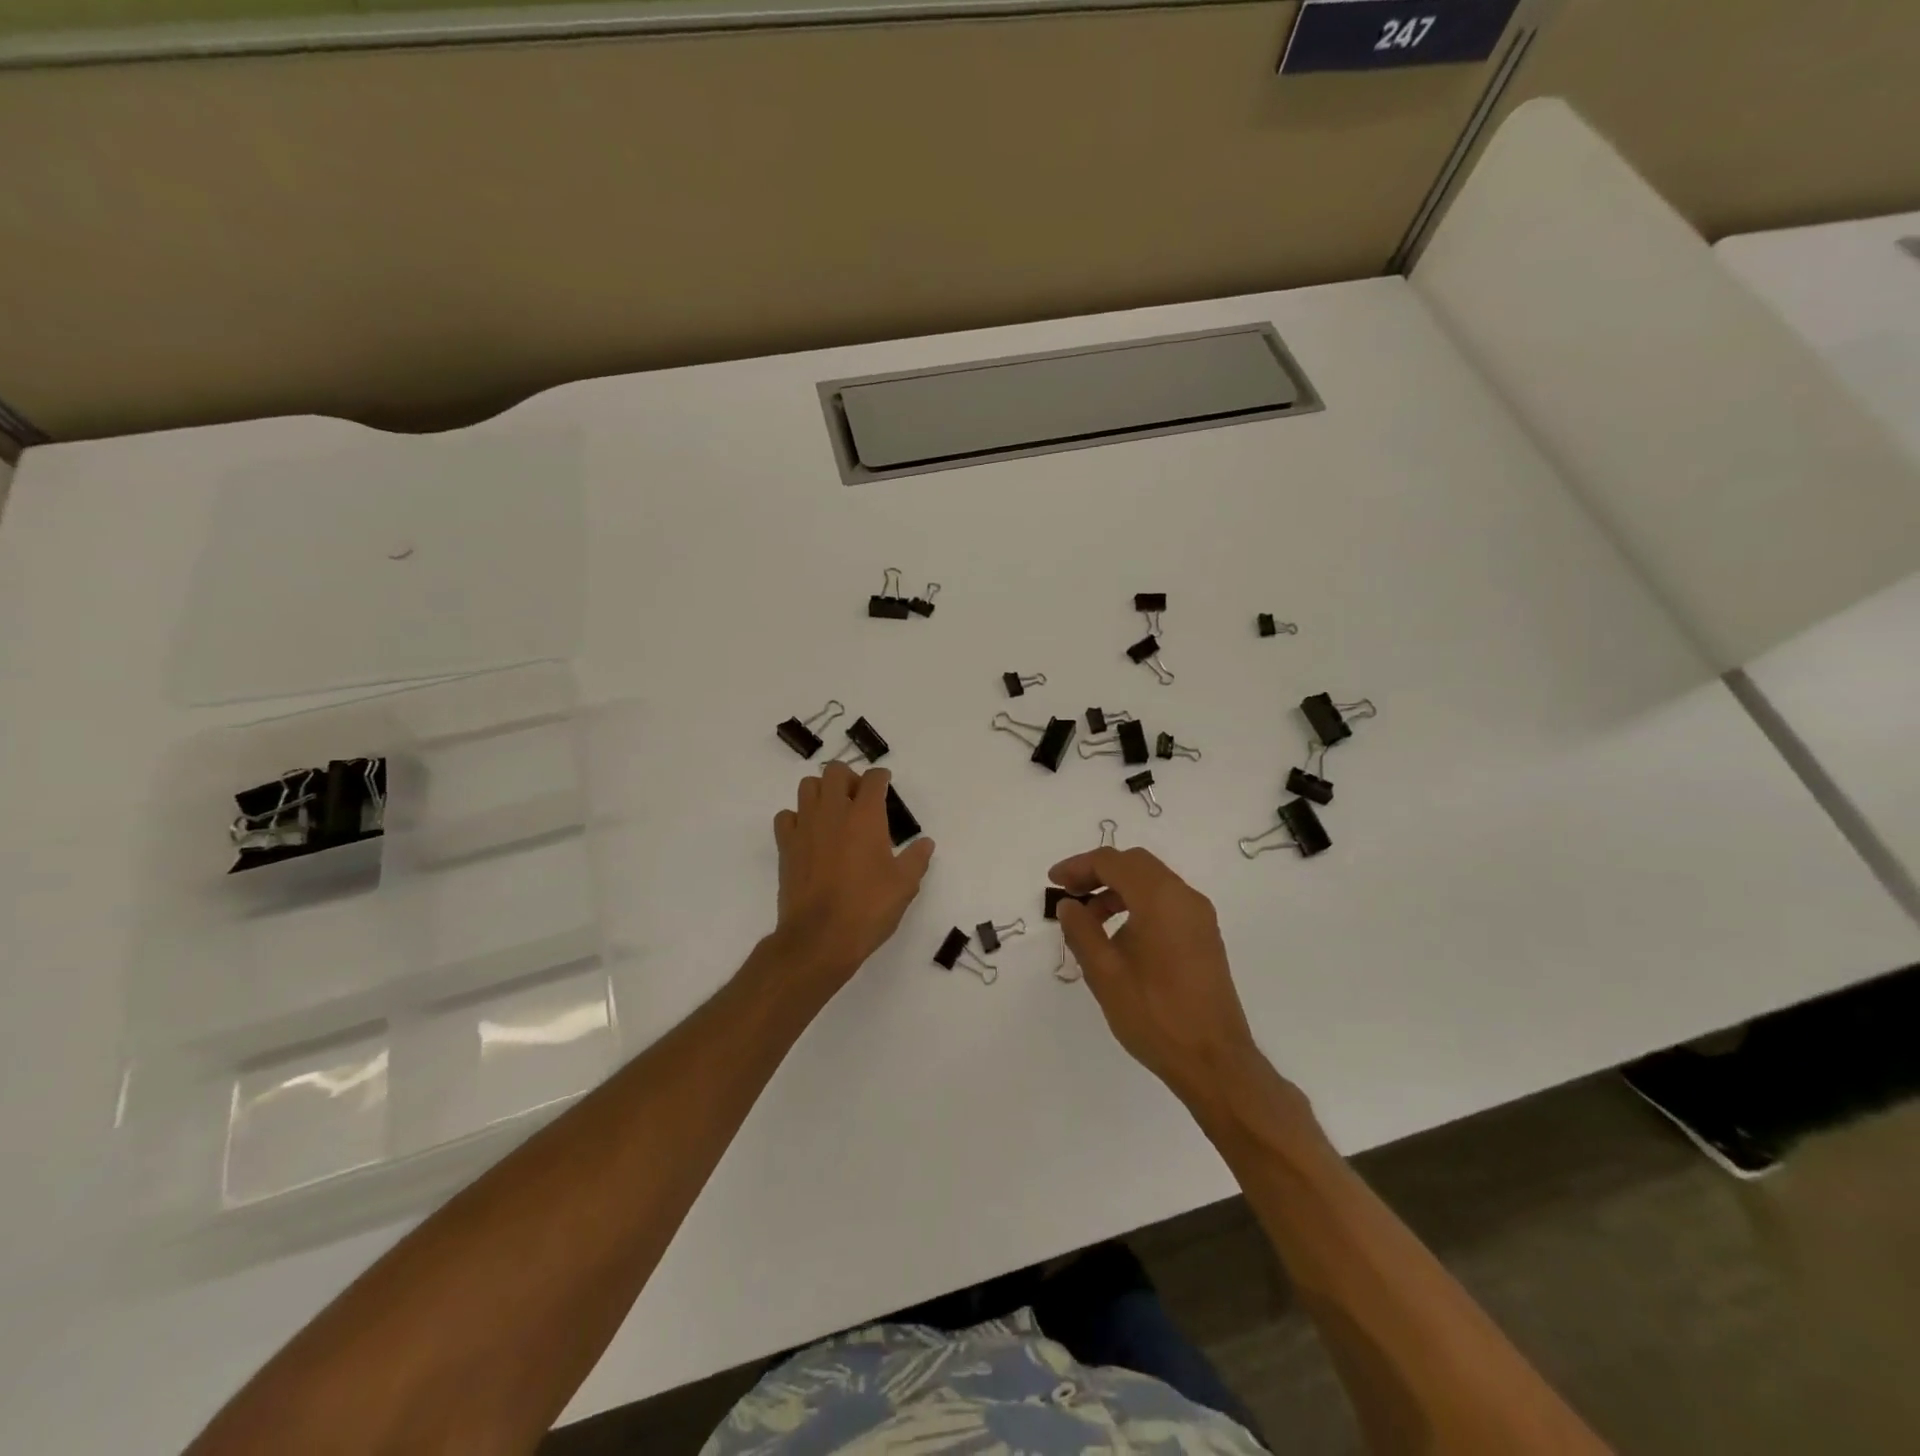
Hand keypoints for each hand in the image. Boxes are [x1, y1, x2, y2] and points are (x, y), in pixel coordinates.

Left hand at [772, 763, 935, 991]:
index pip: (873, 780)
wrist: (820, 937)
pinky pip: (786, 816)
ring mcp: (805, 826)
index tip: (885, 784)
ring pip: (808, 787)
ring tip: (834, 811)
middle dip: (850, 778)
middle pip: (836, 772)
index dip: (881, 778)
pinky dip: (797, 817)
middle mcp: (833, 812)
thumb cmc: (868, 908)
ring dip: (822, 791)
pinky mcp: (786, 845)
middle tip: (860, 798)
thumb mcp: (904, 885)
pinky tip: (809, 833)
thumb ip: (916, 859)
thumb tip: (925, 843)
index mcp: (866, 816)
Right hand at [1050, 846, 1264, 1104]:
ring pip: (1152, 883)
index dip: (1078, 866)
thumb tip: (1069, 905)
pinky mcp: (1204, 937)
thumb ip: (1081, 930)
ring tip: (1089, 920)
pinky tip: (1119, 936)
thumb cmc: (1153, 1014)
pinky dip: (1137, 904)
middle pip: (1135, 864)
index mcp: (1160, 898)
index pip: (1113, 862)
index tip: (1053, 883)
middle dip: (1098, 873)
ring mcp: (1199, 917)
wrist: (1213, 1061)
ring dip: (1117, 889)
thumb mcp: (1104, 972)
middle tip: (1069, 894)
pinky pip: (1166, 903)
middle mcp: (1185, 897)